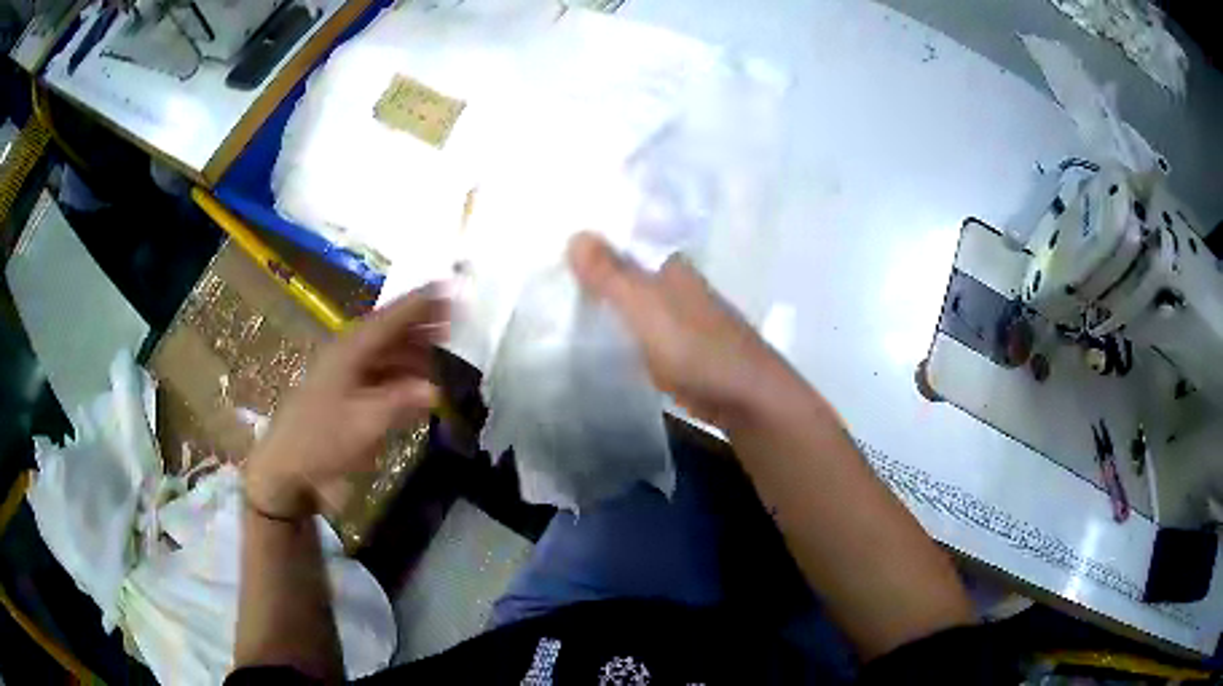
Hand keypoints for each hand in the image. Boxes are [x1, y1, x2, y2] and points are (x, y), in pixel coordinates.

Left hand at [244, 286, 448, 520]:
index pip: (389, 319)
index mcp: (349, 352)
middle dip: (419, 325)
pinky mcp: (344, 393)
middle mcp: (347, 355)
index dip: (419, 304)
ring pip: (384, 352)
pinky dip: (400, 374)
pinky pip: (378, 373)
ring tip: (442, 352)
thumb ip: (401, 402)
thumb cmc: (322, 441)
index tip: (447, 288)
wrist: (286, 468)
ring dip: (412, 351)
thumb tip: (435, 389)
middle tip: (453, 321)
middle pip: (388, 331)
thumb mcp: (364, 424)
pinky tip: (417, 384)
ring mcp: (344, 374)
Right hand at [568, 232, 788, 427]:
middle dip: (594, 270)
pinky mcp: (676, 352)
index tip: (553, 239)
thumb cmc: (696, 347)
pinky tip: (592, 338)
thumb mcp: (646, 307)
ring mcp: (678, 320)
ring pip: (631, 303)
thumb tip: (576, 232)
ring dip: (604, 302)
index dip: (594, 238)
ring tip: (556, 301)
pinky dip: (617, 332)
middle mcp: (675, 286)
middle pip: (627, 271)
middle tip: (544, 272)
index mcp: (670, 266)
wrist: (743, 398)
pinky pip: (637, 333)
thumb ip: (611, 274)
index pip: (627, 239)